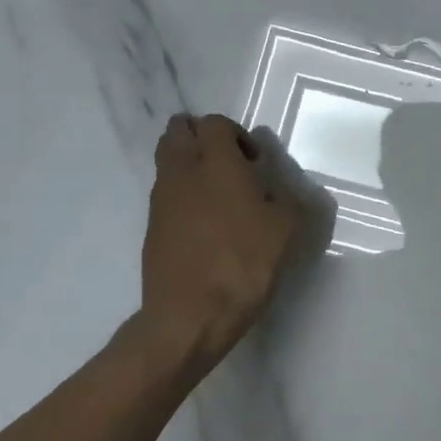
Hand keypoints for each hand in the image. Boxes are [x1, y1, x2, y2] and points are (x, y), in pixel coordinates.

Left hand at [139, 114, 314, 364]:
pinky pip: (165, 195)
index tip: (255, 161)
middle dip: (200, 137)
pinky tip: (205, 224)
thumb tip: (278, 187)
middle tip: (227, 163)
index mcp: (216, 164)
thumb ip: (288, 197)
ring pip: (167, 162)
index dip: (236, 133)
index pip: (214, 123)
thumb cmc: (244, 264)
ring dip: (189, 165)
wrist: (190, 316)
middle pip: (177, 132)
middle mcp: (182, 173)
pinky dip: (182, 195)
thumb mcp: (287, 229)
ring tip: (218, 195)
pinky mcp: (152, 228)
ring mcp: (161, 201)